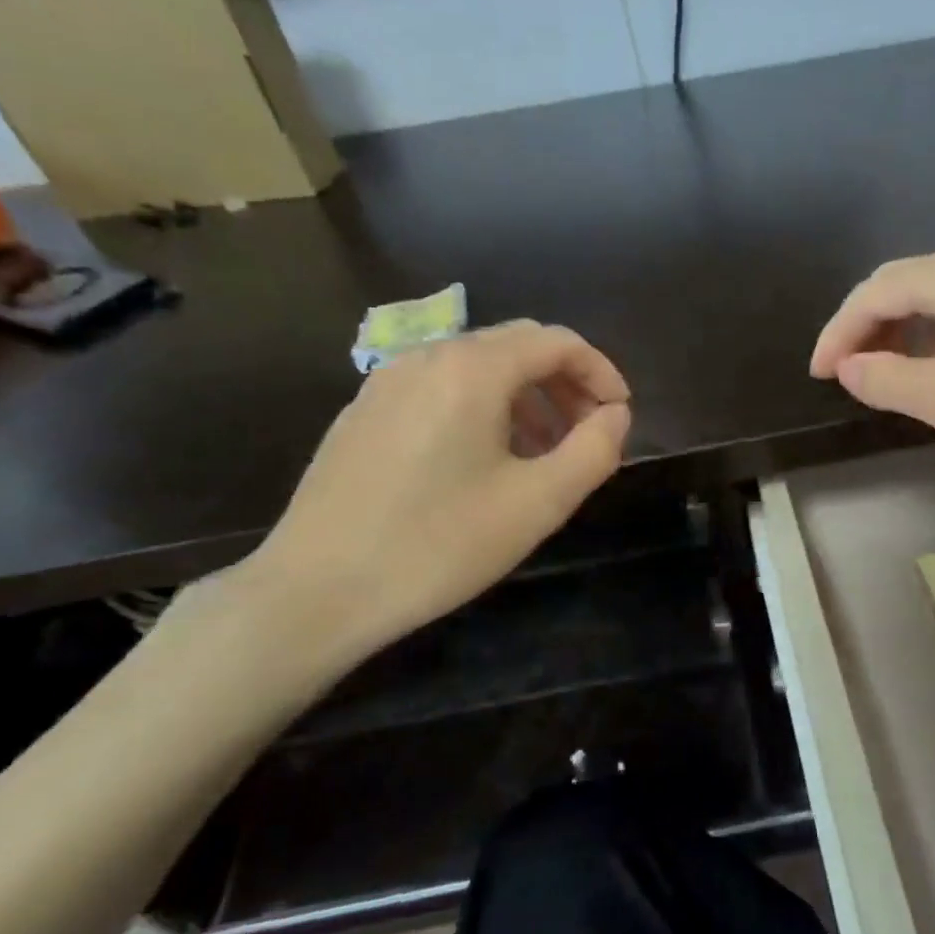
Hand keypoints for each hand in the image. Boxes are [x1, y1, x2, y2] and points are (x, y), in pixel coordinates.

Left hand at [229, 320, 631, 669]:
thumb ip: (594, 451)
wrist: (315, 591)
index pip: (557, 342)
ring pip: (478, 365)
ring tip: (543, 451)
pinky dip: (482, 406)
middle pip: (517, 345)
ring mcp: (387, 381)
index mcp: (472, 369)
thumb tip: (615, 415)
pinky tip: (483, 459)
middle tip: (588, 432)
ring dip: (525, 395)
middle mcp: (427, 356)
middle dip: (565, 381)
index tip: (620, 415)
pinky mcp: (364, 411)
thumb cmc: (437, 545)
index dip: (601, 371)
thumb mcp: (537, 504)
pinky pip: (440, 387)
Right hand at [810, 241, 934, 468]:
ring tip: (881, 371)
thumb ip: (884, 380)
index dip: (837, 334)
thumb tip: (849, 367)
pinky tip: (933, 362)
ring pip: (933, 293)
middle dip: (864, 327)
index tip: (818, 374)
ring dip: (899, 328)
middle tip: (844, 372)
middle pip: (901, 284)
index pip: (873, 293)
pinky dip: (933, 329)